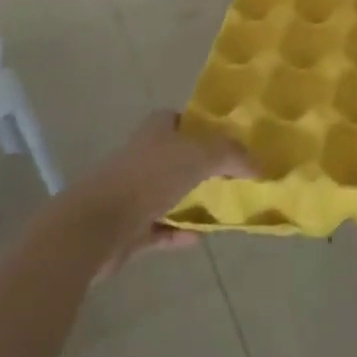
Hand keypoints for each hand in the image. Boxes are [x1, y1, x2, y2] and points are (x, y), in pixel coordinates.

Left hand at [83, 112, 252, 274]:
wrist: (96, 226)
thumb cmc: (148, 178)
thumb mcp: (199, 156)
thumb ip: (231, 155)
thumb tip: (260, 165)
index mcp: (154, 132)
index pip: (178, 119)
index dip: (200, 125)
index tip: (226, 138)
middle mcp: (141, 157)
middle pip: (175, 156)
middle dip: (199, 164)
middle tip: (231, 174)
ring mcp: (132, 194)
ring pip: (167, 193)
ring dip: (189, 199)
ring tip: (221, 206)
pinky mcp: (127, 229)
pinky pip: (159, 228)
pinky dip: (178, 232)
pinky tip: (198, 237)